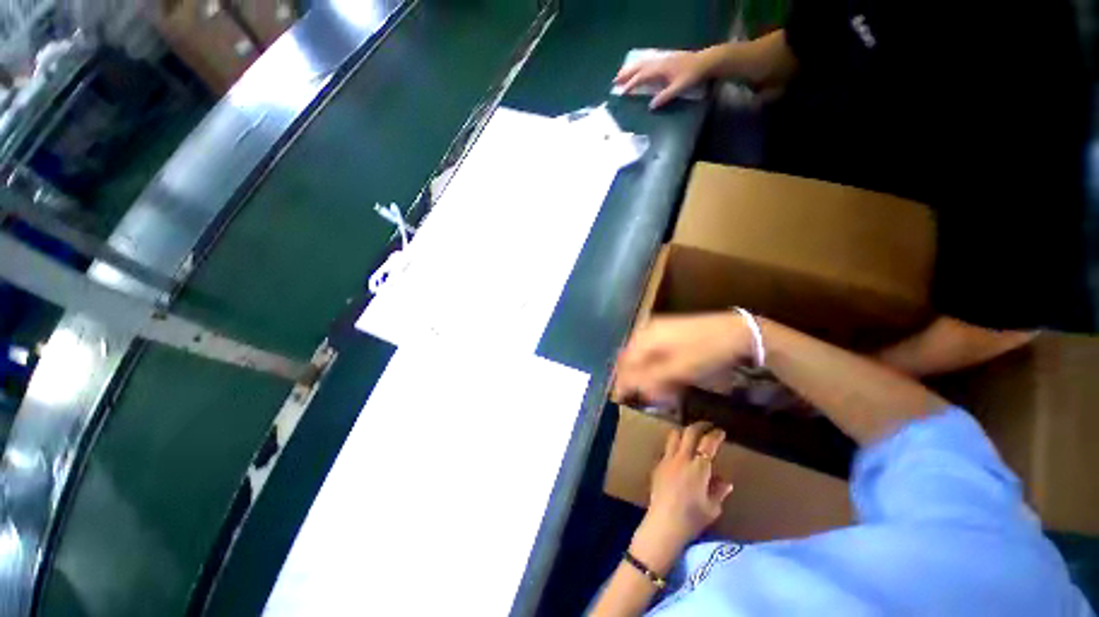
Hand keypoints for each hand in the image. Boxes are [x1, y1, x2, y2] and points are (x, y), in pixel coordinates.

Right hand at [613, 50, 711, 108]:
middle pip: (638, 67)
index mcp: (660, 69)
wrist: (705, 62)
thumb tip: (651, 107)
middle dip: (626, 75)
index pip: (641, 77)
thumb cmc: (692, 76)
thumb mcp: (679, 88)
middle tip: (615, 82)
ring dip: (630, 69)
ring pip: (642, 63)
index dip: (631, 84)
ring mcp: (662, 59)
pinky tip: (636, 68)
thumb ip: (664, 97)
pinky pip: (647, 61)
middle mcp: (659, 62)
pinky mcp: (665, 59)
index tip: (621, 92)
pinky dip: (639, 65)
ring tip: (621, 75)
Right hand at [614, 312, 752, 408]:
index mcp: (645, 337)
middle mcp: (646, 331)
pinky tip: (665, 378)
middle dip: (634, 378)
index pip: (624, 362)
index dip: (622, 381)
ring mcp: (657, 330)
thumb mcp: (678, 369)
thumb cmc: (706, 351)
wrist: (737, 332)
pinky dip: (655, 367)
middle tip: (642, 396)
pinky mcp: (668, 333)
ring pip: (642, 356)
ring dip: (645, 374)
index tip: (621, 399)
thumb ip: (651, 379)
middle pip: (631, 358)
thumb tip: (630, 390)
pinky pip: (652, 353)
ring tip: (656, 391)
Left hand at [630, 422, 732, 572]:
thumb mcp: (712, 507)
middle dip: (700, 426)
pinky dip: (675, 446)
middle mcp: (682, 457)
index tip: (720, 431)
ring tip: (691, 435)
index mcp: (699, 467)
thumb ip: (718, 491)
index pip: (708, 443)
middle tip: (708, 425)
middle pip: (689, 432)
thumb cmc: (692, 518)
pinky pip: (667, 449)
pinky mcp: (658, 465)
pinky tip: (678, 454)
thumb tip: (725, 481)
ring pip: (675, 435)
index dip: (715, 435)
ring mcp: (667, 459)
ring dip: (684, 432)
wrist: (664, 522)